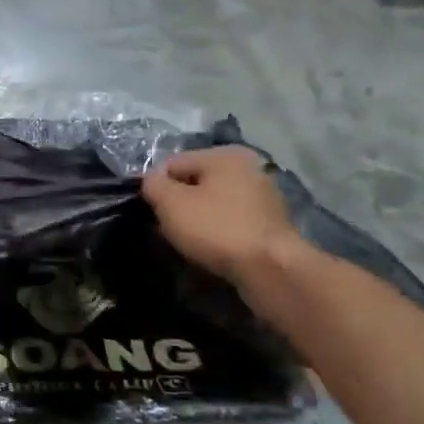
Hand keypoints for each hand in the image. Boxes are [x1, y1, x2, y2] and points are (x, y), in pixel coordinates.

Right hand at [141, 145, 304, 284]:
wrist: (270, 269)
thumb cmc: (216, 228)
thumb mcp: (171, 203)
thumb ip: (153, 184)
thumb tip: (152, 179)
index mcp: (224, 155)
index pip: (173, 164)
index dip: (156, 187)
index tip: (151, 211)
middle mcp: (249, 168)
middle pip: (196, 182)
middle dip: (178, 203)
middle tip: (167, 228)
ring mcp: (264, 196)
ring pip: (214, 203)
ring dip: (197, 218)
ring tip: (188, 242)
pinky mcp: (271, 224)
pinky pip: (231, 221)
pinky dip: (218, 231)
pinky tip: (211, 249)